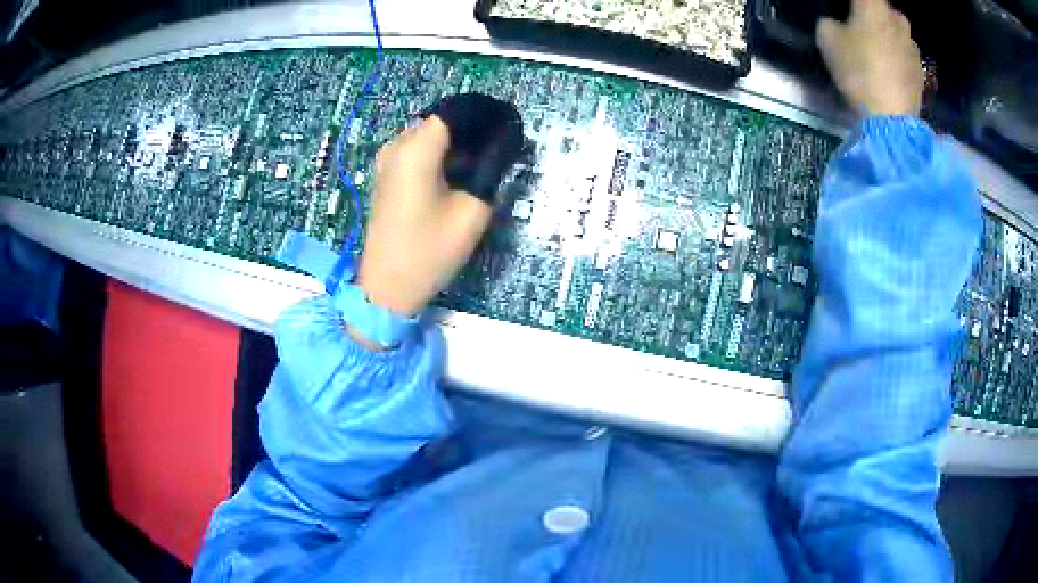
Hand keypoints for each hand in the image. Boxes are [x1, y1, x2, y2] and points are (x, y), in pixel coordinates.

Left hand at [356, 116, 491, 317]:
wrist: (387, 287)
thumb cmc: (429, 251)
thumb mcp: (473, 211)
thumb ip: (491, 171)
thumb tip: (502, 148)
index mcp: (416, 149)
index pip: (454, 112)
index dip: (483, 114)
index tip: (508, 125)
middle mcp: (396, 146)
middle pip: (439, 121)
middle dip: (471, 128)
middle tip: (500, 146)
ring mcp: (386, 161)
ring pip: (428, 135)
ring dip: (455, 142)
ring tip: (484, 159)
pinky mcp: (385, 176)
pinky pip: (416, 151)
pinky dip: (439, 153)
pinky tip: (458, 172)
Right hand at [816, 0, 923, 116]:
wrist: (891, 118)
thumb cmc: (858, 71)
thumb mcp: (827, 40)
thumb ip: (829, 24)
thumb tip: (835, 24)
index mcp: (873, 6)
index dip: (856, 3)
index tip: (848, 10)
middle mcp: (896, 21)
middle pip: (886, 8)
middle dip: (876, 14)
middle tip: (864, 25)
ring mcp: (912, 48)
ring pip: (900, 32)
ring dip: (891, 36)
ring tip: (880, 50)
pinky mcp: (921, 73)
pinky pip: (908, 56)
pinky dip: (900, 59)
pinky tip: (891, 71)